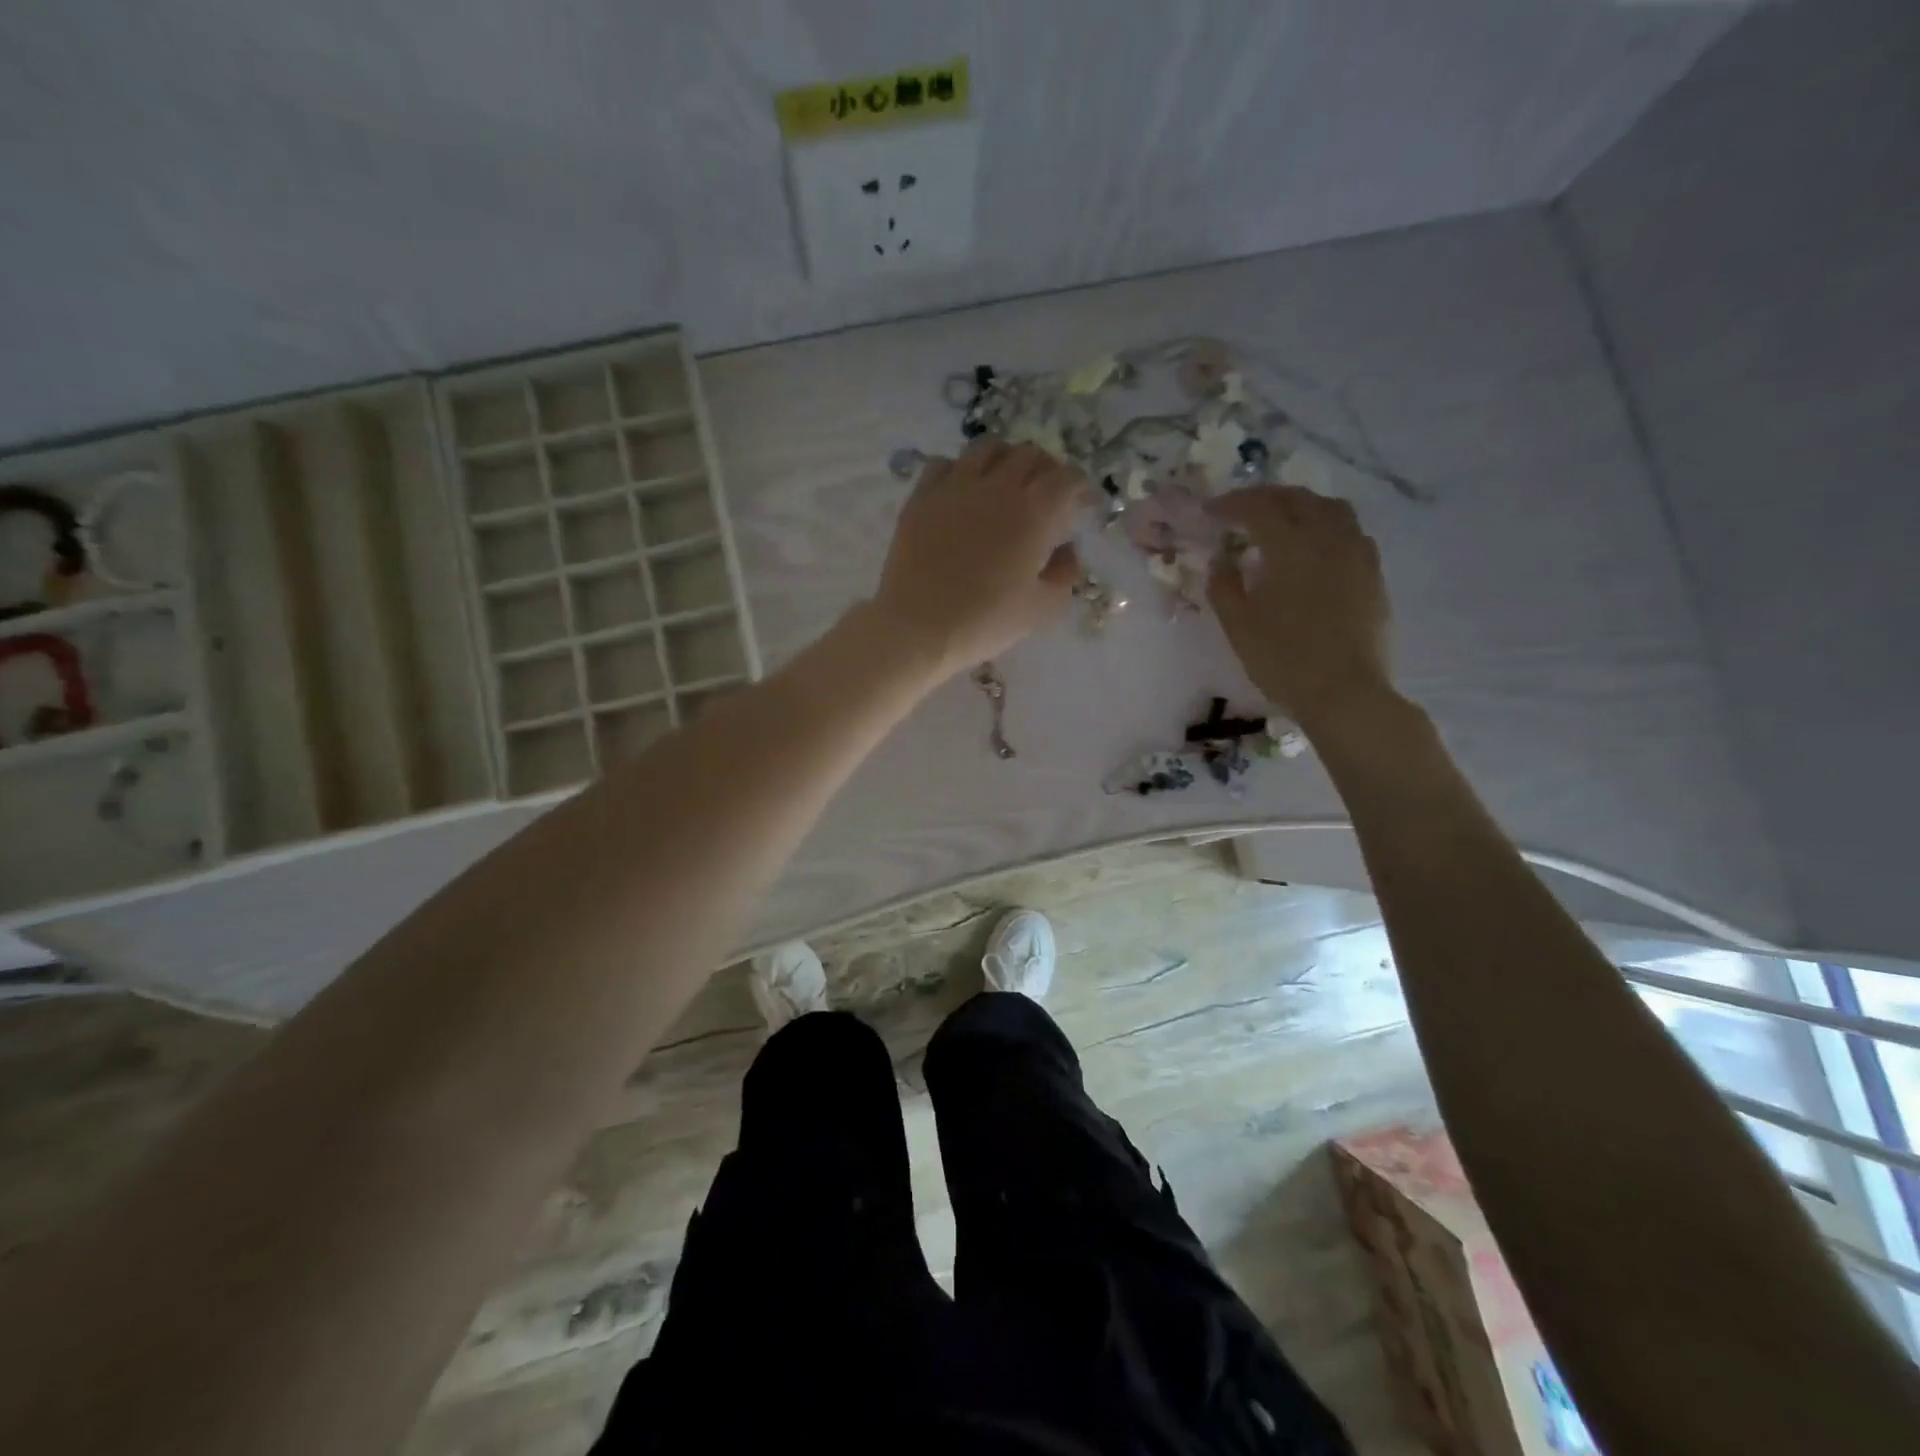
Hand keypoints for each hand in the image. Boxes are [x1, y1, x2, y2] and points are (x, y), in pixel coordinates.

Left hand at [873, 441, 1086, 676]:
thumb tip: (1067, 549)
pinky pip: (945, 464)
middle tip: (1047, 495)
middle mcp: (997, 487)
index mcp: (1033, 512)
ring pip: (988, 449)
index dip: (1081, 489)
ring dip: (1006, 460)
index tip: (1082, 507)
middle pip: (1030, 455)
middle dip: (1047, 470)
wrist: (918, 628)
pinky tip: (963, 492)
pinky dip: (961, 470)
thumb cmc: (985, 622)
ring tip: (1006, 483)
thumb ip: (1065, 573)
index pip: (1067, 478)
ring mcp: (955, 487)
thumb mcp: (1042, 608)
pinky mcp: (921, 497)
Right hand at [1207, 485, 1394, 729]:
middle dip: (1266, 498)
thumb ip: (1224, 586)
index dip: (1231, 505)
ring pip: (1331, 509)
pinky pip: (1350, 533)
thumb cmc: (1283, 659)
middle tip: (1241, 510)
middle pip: (1298, 498)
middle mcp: (1328, 538)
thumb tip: (1222, 561)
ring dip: (1301, 506)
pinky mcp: (1373, 575)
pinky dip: (1325, 527)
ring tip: (1281, 521)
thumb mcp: (1238, 625)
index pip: (1259, 508)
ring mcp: (1357, 554)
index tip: (1210, 511)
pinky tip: (1314, 549)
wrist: (1345, 693)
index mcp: (1291, 546)